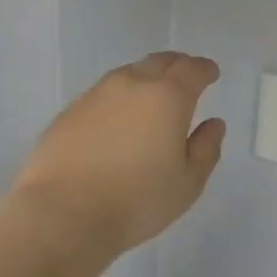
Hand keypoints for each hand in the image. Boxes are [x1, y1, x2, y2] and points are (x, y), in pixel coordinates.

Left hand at [12, 53, 226, 258]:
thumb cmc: (136, 201)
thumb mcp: (187, 183)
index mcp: (167, 97)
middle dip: (176, 66)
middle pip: (158, 62)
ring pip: (127, 75)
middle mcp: (131, 84)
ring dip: (144, 80)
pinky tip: (116, 122)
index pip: (192, 69)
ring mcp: (95, 95)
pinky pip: (102, 95)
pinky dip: (117, 100)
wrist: (63, 213)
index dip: (205, 69)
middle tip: (184, 80)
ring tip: (150, 100)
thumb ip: (205, 148)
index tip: (211, 74)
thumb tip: (213, 124)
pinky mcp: (69, 112)